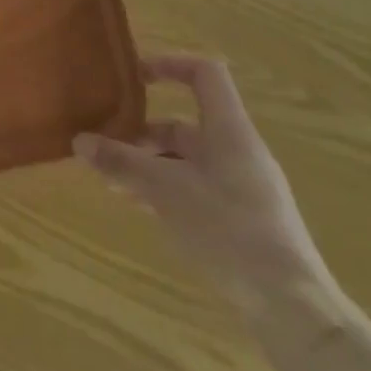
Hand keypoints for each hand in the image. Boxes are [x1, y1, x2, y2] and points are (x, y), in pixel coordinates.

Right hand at [74, 54, 333, 315]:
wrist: (291, 306)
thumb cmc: (228, 230)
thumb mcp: (164, 191)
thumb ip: (121, 162)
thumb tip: (80, 141)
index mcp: (228, 131)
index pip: (204, 74)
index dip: (168, 64)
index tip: (132, 78)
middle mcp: (237, 151)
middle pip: (184, 124)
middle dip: (140, 134)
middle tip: (105, 152)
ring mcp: (242, 186)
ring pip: (185, 160)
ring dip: (147, 165)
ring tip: (114, 185)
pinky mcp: (242, 218)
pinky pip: (195, 188)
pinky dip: (165, 190)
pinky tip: (143, 210)